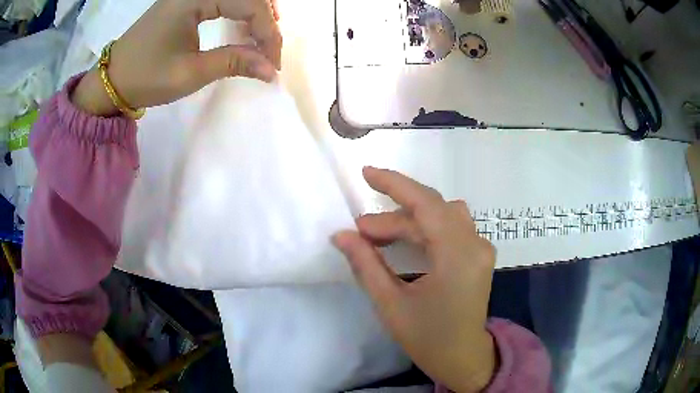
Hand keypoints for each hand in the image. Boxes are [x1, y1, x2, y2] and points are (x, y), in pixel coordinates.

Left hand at [72, 0, 281, 115]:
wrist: (112, 80)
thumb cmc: (145, 78)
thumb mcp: (190, 73)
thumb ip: (233, 62)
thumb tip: (270, 68)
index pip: (249, 3)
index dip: (268, 32)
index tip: (273, 63)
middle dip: (266, 21)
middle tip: (270, 52)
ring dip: (255, 14)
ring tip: (262, 40)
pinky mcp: (186, 0)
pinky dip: (239, 12)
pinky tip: (243, 28)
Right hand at [333, 167, 496, 391]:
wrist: (463, 358)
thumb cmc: (427, 338)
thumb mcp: (390, 304)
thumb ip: (365, 265)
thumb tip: (341, 235)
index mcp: (458, 256)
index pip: (426, 204)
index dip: (395, 184)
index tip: (366, 173)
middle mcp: (475, 244)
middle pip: (432, 211)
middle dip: (393, 216)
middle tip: (360, 231)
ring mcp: (480, 248)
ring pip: (441, 216)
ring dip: (409, 220)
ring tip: (377, 236)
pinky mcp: (478, 254)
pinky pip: (450, 228)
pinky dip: (424, 229)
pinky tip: (404, 242)